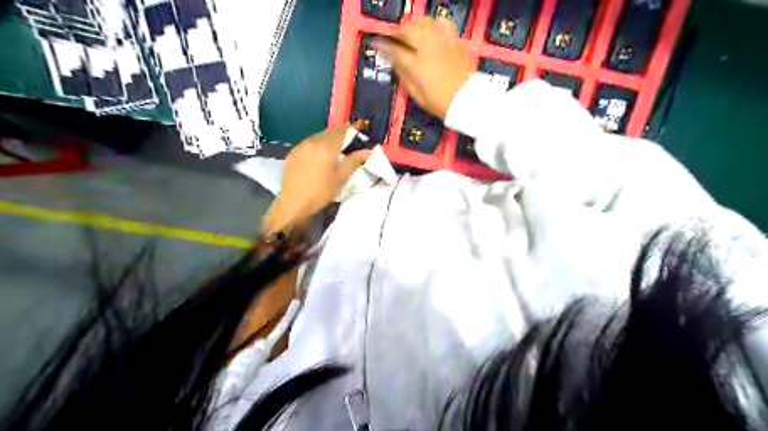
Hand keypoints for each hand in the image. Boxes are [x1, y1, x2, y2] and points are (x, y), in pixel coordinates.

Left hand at [264, 123, 371, 233]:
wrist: (293, 204)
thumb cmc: (321, 192)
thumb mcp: (341, 177)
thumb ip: (355, 161)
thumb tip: (369, 151)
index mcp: (326, 146)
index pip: (343, 129)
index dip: (354, 128)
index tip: (362, 128)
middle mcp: (312, 141)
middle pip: (330, 131)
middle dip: (342, 134)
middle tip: (351, 142)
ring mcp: (300, 146)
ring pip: (319, 137)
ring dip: (329, 140)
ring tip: (336, 150)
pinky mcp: (293, 153)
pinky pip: (309, 144)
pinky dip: (317, 146)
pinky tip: (320, 157)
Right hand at [374, 17, 471, 118]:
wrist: (466, 99)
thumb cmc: (438, 102)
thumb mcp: (416, 93)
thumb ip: (404, 74)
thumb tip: (395, 60)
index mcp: (415, 62)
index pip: (394, 48)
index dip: (383, 44)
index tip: (378, 43)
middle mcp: (427, 46)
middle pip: (409, 29)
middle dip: (400, 32)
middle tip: (398, 39)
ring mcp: (443, 42)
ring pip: (426, 22)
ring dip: (418, 26)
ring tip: (417, 35)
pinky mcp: (456, 42)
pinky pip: (444, 26)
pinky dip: (436, 28)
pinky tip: (435, 37)